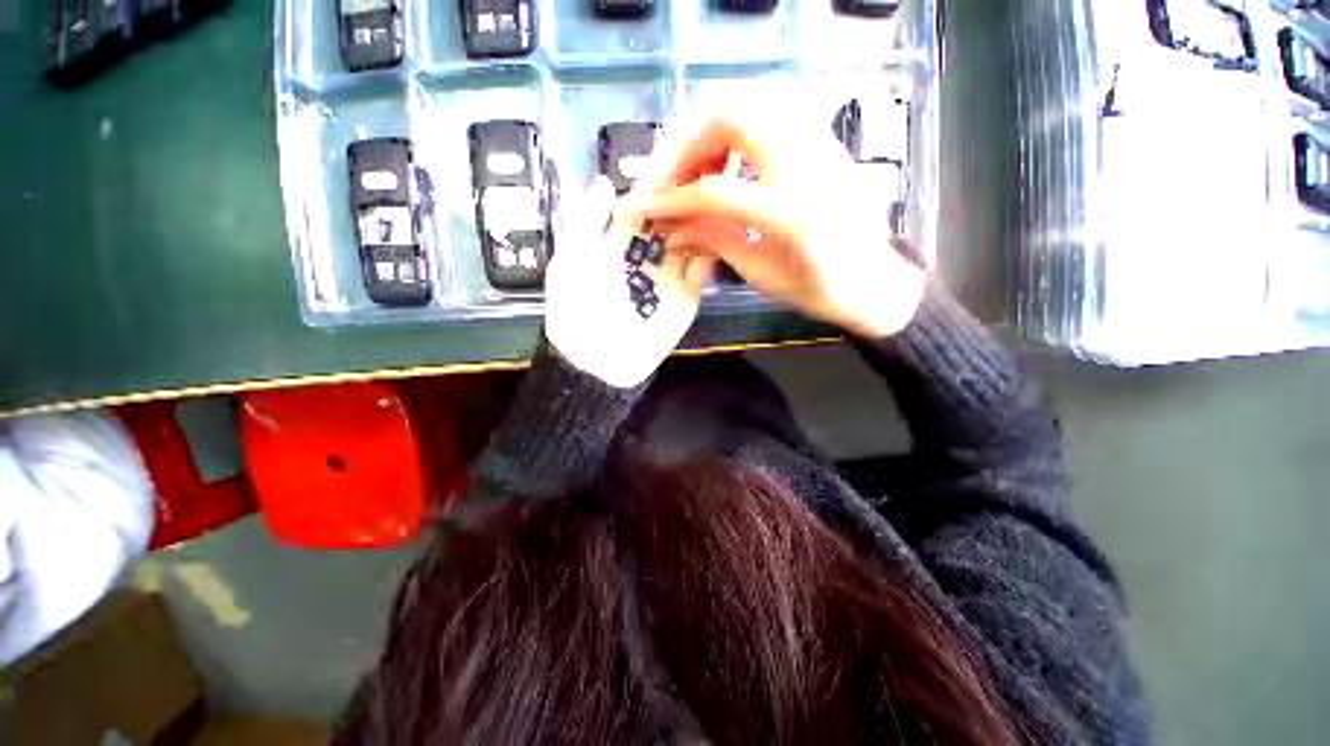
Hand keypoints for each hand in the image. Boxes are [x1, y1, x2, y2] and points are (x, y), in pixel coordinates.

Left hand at [545, 173, 715, 388]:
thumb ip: (586, 222)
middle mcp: (648, 254)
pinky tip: (724, 226)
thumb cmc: (576, 309)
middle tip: (714, 165)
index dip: (659, 182)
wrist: (598, 362)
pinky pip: (703, 268)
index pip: (645, 203)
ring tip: (725, 188)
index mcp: (620, 241)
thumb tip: (605, 180)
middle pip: (674, 217)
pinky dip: (712, 248)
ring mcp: (671, 275)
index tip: (681, 154)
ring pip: (693, 238)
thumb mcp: (570, 261)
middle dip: (690, 195)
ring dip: (706, 217)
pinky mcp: (688, 297)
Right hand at [643, 117, 925, 339]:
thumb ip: (714, 241)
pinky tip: (727, 162)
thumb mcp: (761, 273)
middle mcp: (805, 164)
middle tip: (669, 180)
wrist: (874, 281)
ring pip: (750, 105)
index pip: (712, 192)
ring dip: (709, 132)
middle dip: (685, 146)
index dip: (671, 200)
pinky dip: (736, 131)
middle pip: (730, 119)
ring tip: (695, 170)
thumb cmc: (819, 289)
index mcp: (789, 212)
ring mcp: (818, 144)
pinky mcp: (822, 141)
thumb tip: (670, 230)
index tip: (645, 209)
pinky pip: (770, 114)